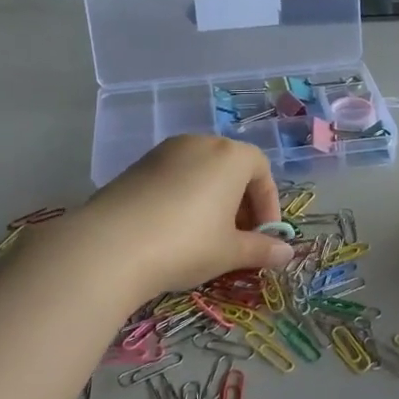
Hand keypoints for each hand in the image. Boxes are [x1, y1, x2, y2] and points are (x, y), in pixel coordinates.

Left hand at [74, 135, 294, 298]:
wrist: (110, 246)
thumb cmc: (186, 244)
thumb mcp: (230, 252)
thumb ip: (262, 250)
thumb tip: (288, 255)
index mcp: (230, 156)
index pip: (262, 171)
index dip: (268, 205)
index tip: (265, 236)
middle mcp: (199, 144)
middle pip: (231, 168)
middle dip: (241, 203)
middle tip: (238, 239)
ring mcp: (164, 153)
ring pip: (201, 173)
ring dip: (212, 201)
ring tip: (207, 238)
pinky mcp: (136, 167)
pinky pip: (173, 178)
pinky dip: (184, 199)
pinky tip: (174, 232)